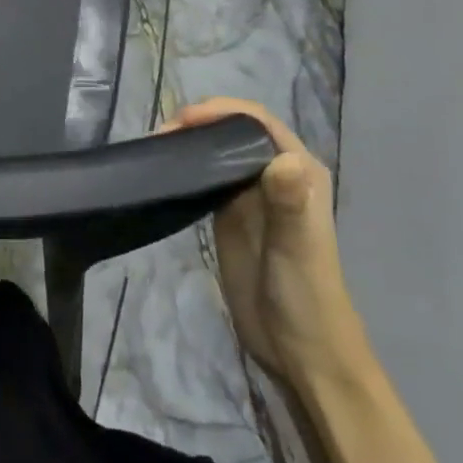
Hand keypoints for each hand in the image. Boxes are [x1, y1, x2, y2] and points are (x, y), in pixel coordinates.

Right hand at [170, 97, 368, 386]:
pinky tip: (164, 169)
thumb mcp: (297, 248)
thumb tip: (284, 159)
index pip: (257, 122)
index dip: (222, 111)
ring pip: (218, 150)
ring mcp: (251, 193)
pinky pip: (207, 176)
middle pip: (234, 130)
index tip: (184, 120)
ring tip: (156, 147)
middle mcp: (275, 173)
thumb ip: (290, 204)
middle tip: (161, 135)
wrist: (299, 351)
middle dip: (199, 122)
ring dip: (189, 141)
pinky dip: (186, 166)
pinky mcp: (231, 214)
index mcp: (299, 170)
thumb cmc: (306, 296)